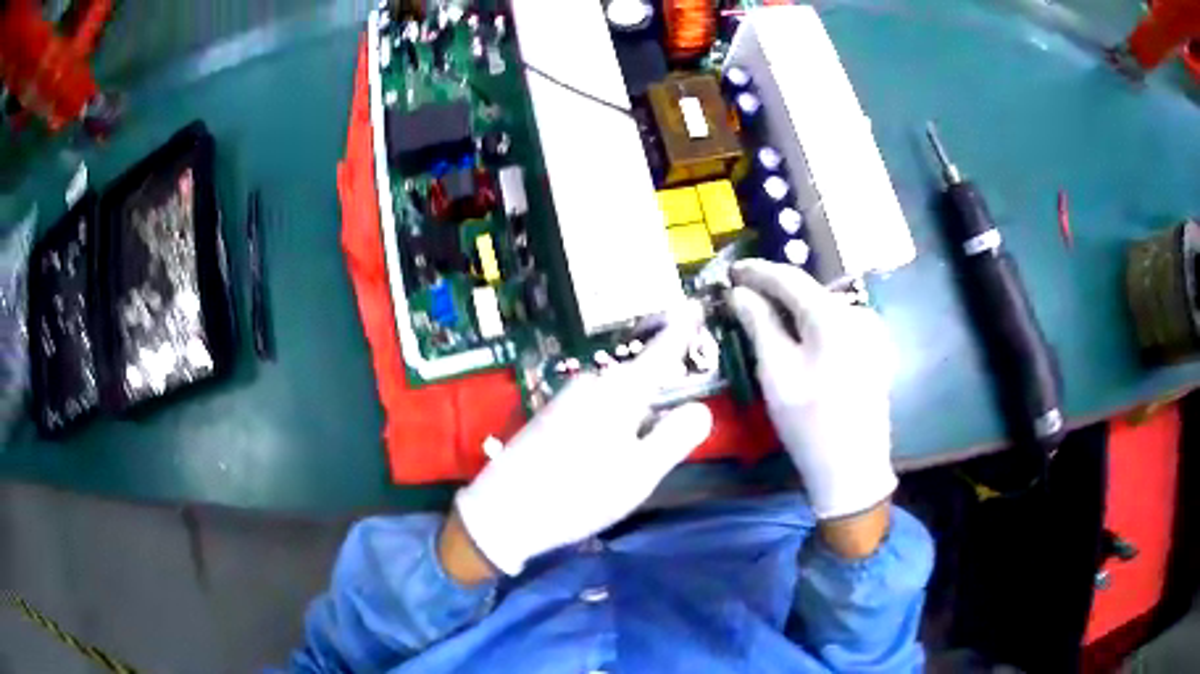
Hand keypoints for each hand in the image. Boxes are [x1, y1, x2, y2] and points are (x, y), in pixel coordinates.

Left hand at [454, 303, 713, 575]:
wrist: (504, 511)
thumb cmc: (580, 494)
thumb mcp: (639, 474)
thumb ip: (674, 438)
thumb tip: (701, 408)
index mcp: (619, 393)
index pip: (659, 354)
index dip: (680, 331)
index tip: (694, 305)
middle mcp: (591, 385)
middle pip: (635, 376)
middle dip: (656, 386)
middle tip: (671, 414)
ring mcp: (565, 399)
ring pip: (613, 395)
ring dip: (631, 410)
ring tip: (635, 448)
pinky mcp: (547, 417)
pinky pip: (592, 407)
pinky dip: (608, 420)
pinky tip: (601, 453)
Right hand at [729, 260, 896, 523]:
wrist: (853, 468)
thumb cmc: (809, 421)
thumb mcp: (776, 371)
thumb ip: (758, 323)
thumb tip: (740, 293)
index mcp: (834, 316)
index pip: (791, 278)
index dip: (758, 271)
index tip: (732, 271)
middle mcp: (858, 314)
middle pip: (809, 291)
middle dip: (775, 289)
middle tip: (742, 293)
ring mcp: (871, 333)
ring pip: (823, 308)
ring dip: (793, 308)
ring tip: (764, 314)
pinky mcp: (874, 351)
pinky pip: (837, 325)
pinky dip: (812, 324)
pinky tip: (795, 336)